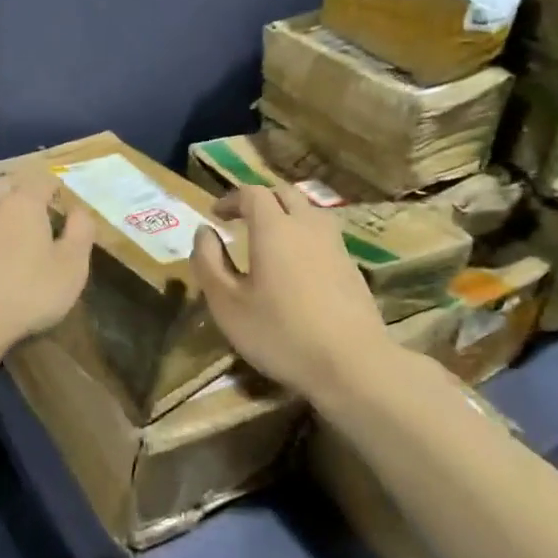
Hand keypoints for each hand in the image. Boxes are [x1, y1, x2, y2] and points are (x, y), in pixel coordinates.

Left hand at [0, 174, 95, 356]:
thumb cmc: (25, 295)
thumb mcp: (72, 268)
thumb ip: (81, 233)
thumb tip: (79, 211)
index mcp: (22, 202)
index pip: (42, 178)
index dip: (54, 190)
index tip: (61, 208)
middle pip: (3, 184)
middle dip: (18, 194)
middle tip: (29, 218)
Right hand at [191, 183, 395, 395]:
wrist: (353, 364)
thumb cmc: (280, 333)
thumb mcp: (227, 304)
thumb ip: (209, 263)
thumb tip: (204, 232)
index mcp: (274, 228)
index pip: (252, 193)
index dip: (230, 199)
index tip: (215, 215)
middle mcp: (307, 226)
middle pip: (284, 194)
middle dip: (259, 201)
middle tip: (240, 220)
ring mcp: (335, 245)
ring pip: (309, 212)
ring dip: (286, 215)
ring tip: (269, 239)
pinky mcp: (352, 267)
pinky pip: (323, 235)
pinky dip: (304, 237)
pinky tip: (297, 266)